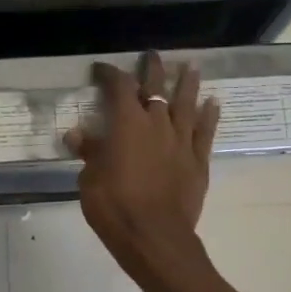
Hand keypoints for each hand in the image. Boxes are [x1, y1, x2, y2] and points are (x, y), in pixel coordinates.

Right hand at [66, 54, 220, 276]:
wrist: (155, 236)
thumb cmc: (114, 206)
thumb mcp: (90, 179)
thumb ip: (89, 152)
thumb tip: (77, 134)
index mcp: (127, 124)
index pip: (119, 87)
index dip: (110, 74)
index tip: (102, 69)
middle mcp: (156, 124)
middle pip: (156, 88)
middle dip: (153, 69)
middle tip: (153, 55)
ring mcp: (181, 141)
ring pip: (186, 104)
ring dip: (188, 84)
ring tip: (192, 66)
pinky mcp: (198, 161)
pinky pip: (206, 131)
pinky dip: (210, 115)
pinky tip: (213, 103)